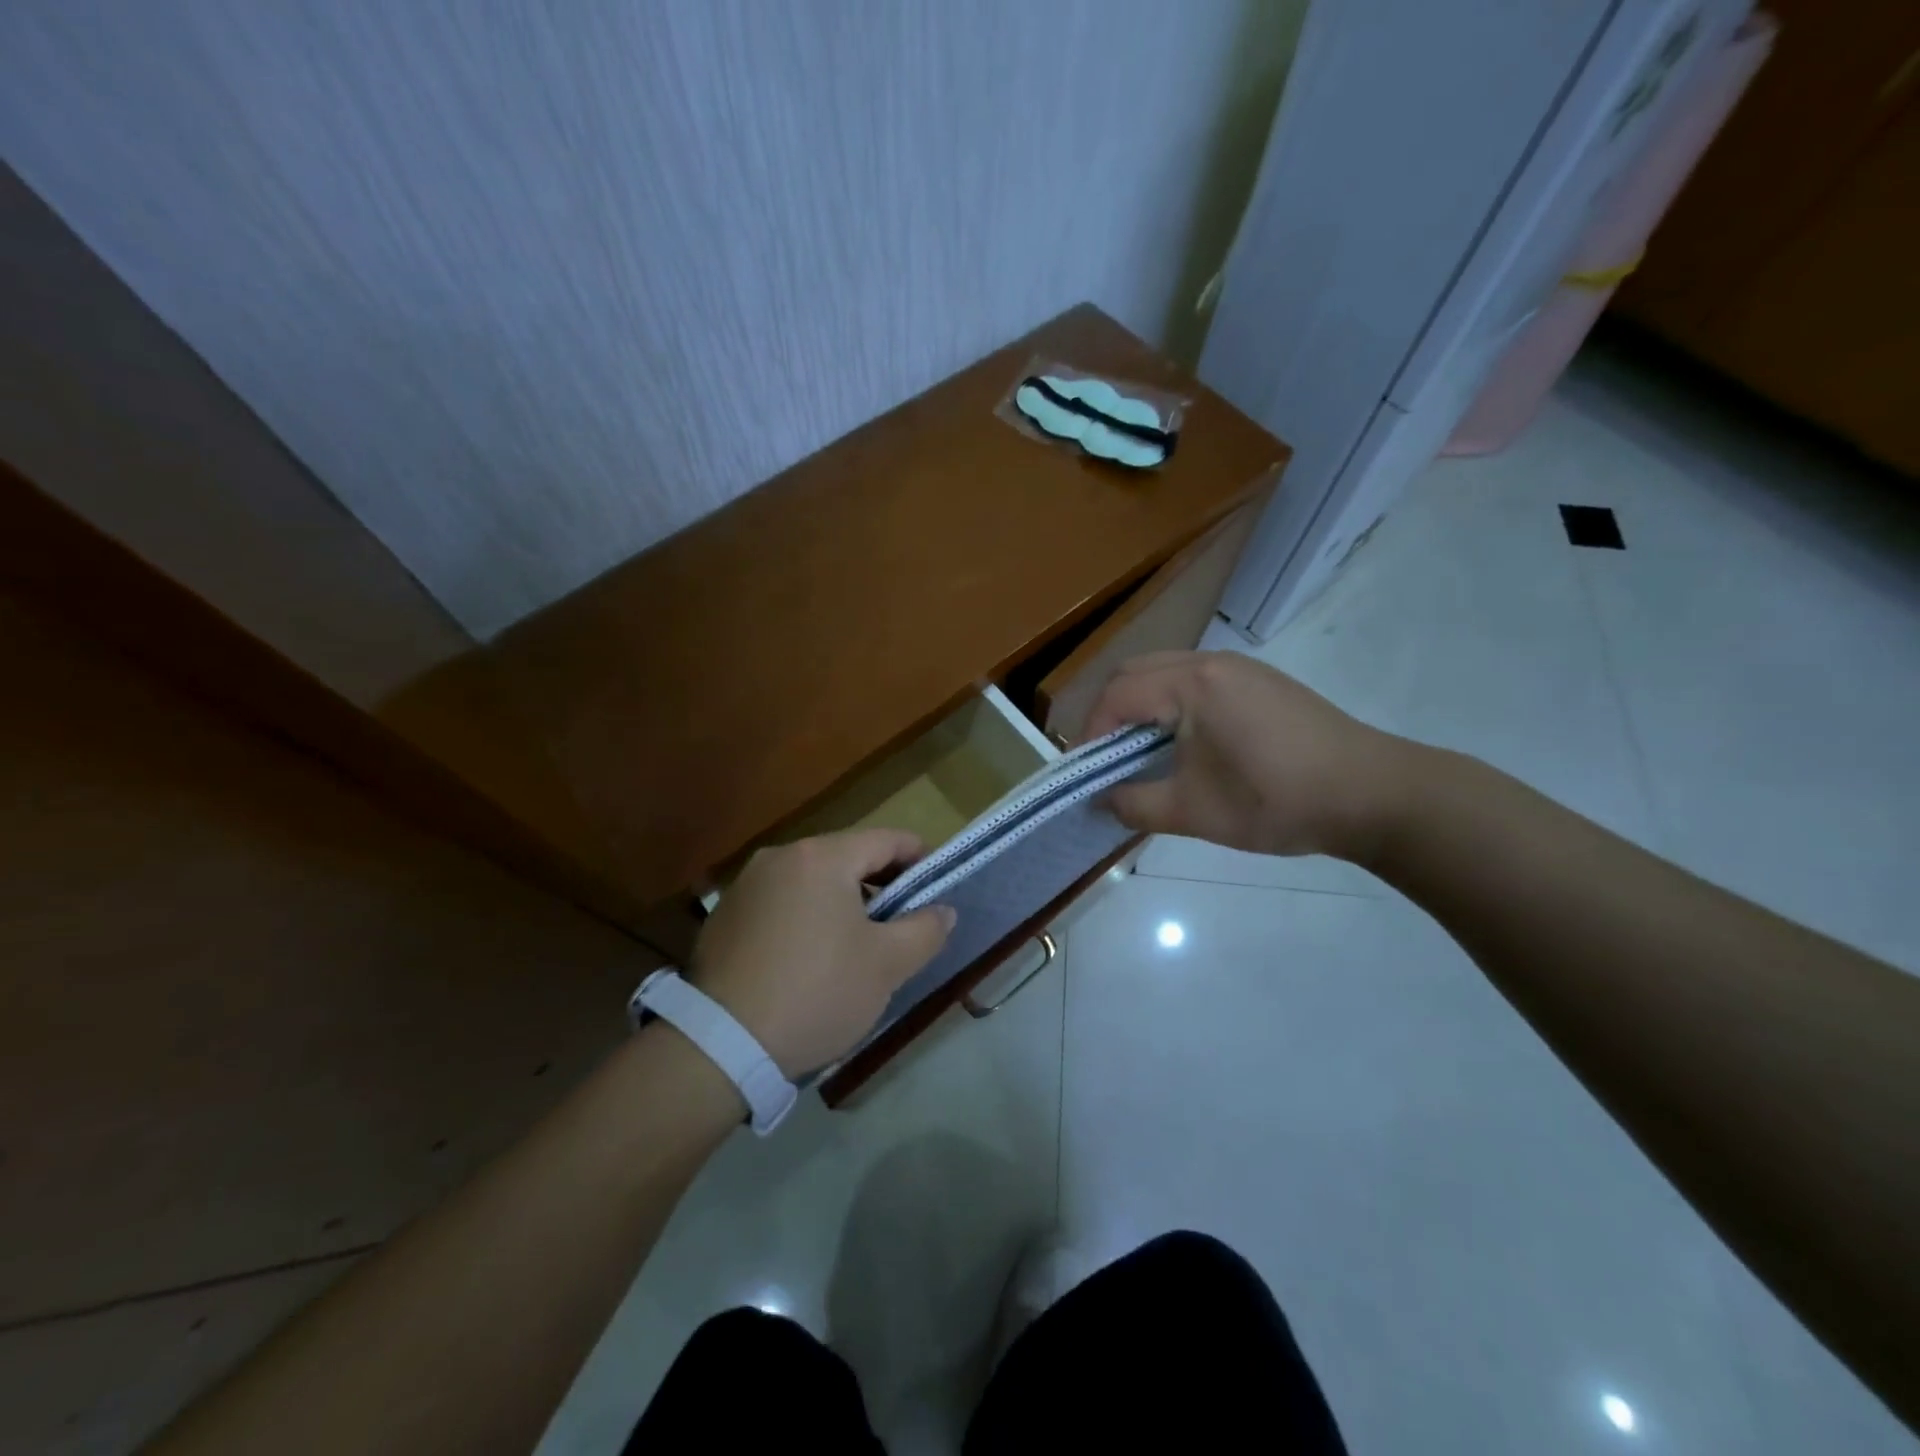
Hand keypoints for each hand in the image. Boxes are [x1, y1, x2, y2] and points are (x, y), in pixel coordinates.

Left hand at [688, 828, 956, 1076]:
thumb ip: (925, 930)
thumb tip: (943, 911)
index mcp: (821, 857)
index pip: (886, 840)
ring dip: (843, 902)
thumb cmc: (817, 992)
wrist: (720, 1045)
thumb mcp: (887, 965)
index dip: (919, 858)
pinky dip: (807, 917)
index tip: (936, 887)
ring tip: (858, 944)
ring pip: (813, 881)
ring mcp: (746, 885)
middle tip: (902, 921)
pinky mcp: (724, 916)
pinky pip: (781, 903)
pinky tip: (811, 959)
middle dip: (881, 884)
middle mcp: (780, 857)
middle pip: (847, 857)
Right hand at [1082, 650, 1410, 863]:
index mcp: (1192, 684)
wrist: (1373, 795)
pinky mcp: (1260, 682)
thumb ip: (1135, 804)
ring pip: (1165, 673)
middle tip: (1104, 760)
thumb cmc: (1276, 801)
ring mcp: (1240, 668)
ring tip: (1139, 754)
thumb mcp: (1195, 812)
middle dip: (1109, 715)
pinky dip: (1171, 705)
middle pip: (1135, 673)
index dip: (1091, 734)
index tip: (1086, 774)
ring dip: (1141, 708)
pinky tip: (1184, 744)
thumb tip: (1100, 800)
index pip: (1117, 696)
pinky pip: (1195, 681)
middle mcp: (1212, 662)